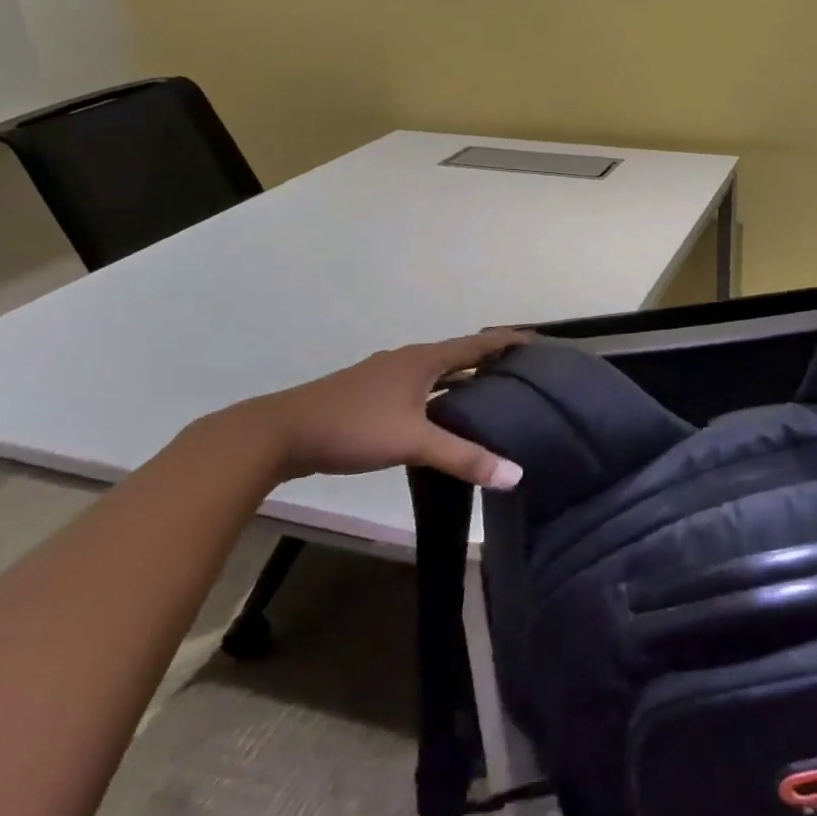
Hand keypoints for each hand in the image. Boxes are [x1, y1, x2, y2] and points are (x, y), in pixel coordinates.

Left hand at [240, 329, 529, 486]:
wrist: (278, 433)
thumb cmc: (353, 427)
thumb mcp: (413, 442)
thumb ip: (464, 457)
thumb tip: (516, 475)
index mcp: (423, 360)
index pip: (477, 344)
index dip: (508, 341)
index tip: (537, 342)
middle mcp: (407, 360)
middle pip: (458, 354)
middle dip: (489, 360)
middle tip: (521, 373)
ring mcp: (384, 376)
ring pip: (435, 371)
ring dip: (462, 378)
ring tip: (490, 393)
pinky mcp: (368, 395)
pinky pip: (417, 387)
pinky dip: (439, 393)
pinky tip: (440, 416)